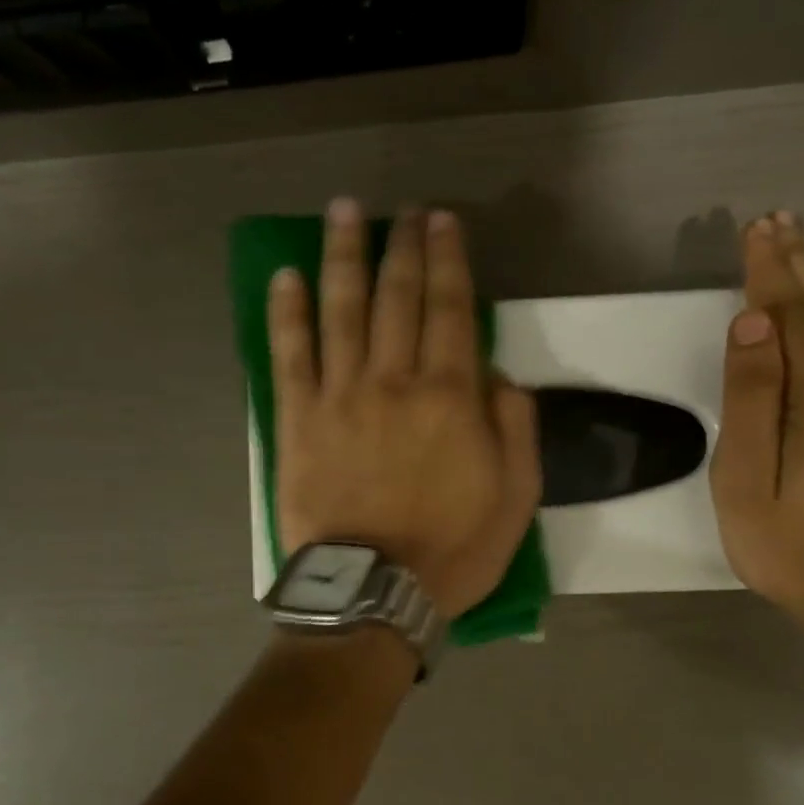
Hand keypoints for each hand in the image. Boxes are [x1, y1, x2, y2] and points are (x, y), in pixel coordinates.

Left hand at [270, 199, 541, 619]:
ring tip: (344, 212)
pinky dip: (288, 312)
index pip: (451, 308)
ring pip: (341, 309)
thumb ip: (515, 429)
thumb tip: (499, 377)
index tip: (444, 222)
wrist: (373, 593)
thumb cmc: (451, 550)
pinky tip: (287, 278)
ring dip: (344, 255)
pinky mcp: (298, 420)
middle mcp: (394, 380)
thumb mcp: (516, 498)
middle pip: (397, 296)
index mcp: (449, 396)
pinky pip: (290, 354)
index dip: (449, 259)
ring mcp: (340, 396)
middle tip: (404, 210)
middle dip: (403, 245)